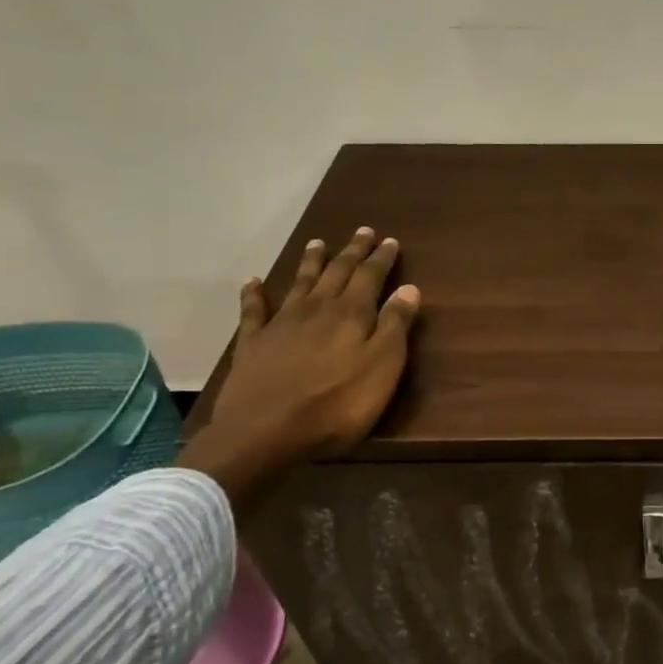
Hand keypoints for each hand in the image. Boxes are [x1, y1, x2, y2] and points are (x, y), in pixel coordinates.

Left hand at [182, 229, 420, 504]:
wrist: (265, 432)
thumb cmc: (337, 405)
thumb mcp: (382, 368)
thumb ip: (395, 326)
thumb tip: (408, 288)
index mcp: (351, 314)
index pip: (370, 277)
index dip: (381, 258)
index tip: (390, 240)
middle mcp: (317, 309)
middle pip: (337, 272)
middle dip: (352, 251)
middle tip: (362, 231)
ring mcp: (282, 324)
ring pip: (300, 283)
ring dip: (311, 262)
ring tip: (318, 243)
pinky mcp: (253, 343)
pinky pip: (254, 310)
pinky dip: (255, 293)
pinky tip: (254, 282)